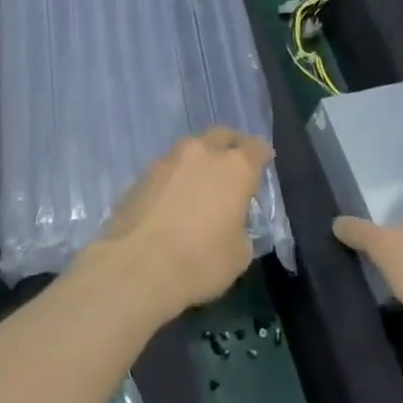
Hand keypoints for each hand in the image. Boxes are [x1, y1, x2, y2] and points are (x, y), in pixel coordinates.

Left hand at [91, 127, 273, 317]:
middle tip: (234, 165)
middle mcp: (201, 153)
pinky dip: (175, 180)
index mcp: (234, 168)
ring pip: (190, 151)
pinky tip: (173, 202)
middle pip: (221, 136)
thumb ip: (242, 228)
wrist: (138, 266)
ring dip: (199, 162)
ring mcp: (168, 161)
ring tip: (200, 185)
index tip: (265, 162)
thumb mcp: (240, 254)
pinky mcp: (142, 176)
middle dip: (230, 146)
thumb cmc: (201, 260)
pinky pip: (167, 170)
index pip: (256, 147)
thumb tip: (233, 223)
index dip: (262, 154)